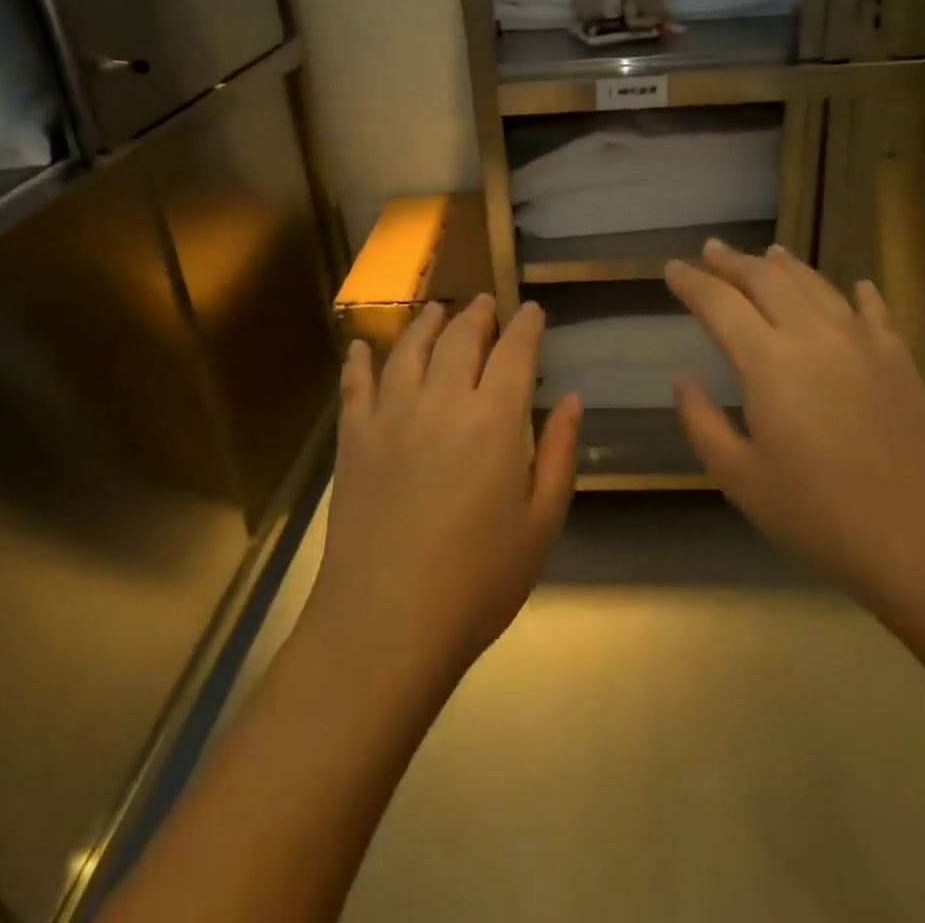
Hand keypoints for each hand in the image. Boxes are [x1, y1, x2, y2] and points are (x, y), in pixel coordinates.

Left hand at [306, 295, 580, 683]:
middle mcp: (442, 400)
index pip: (515, 352)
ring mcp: (391, 415)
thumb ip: (561, 453)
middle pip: (460, 339)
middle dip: (477, 315)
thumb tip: (571, 399)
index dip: (526, 326)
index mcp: (495, 419)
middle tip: (485, 303)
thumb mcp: (541, 522)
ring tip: (436, 309)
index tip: (532, 310)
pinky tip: (363, 346)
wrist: (387, 622)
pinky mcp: (353, 438)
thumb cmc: (479, 580)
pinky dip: (361, 359)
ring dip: (426, 324)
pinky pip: (356, 385)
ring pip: (410, 350)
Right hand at [665, 241, 924, 617]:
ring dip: (784, 265)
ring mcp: (862, 341)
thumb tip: (683, 378)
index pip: (718, 302)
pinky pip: (872, 309)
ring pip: (815, 283)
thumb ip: (702, 422)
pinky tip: (854, 285)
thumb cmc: (820, 515)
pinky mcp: (899, 358)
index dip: (692, 282)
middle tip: (711, 250)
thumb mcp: (740, 479)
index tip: (671, 269)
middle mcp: (813, 334)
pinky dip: (855, 292)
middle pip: (766, 278)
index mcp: (768, 361)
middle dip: (733, 261)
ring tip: (767, 253)